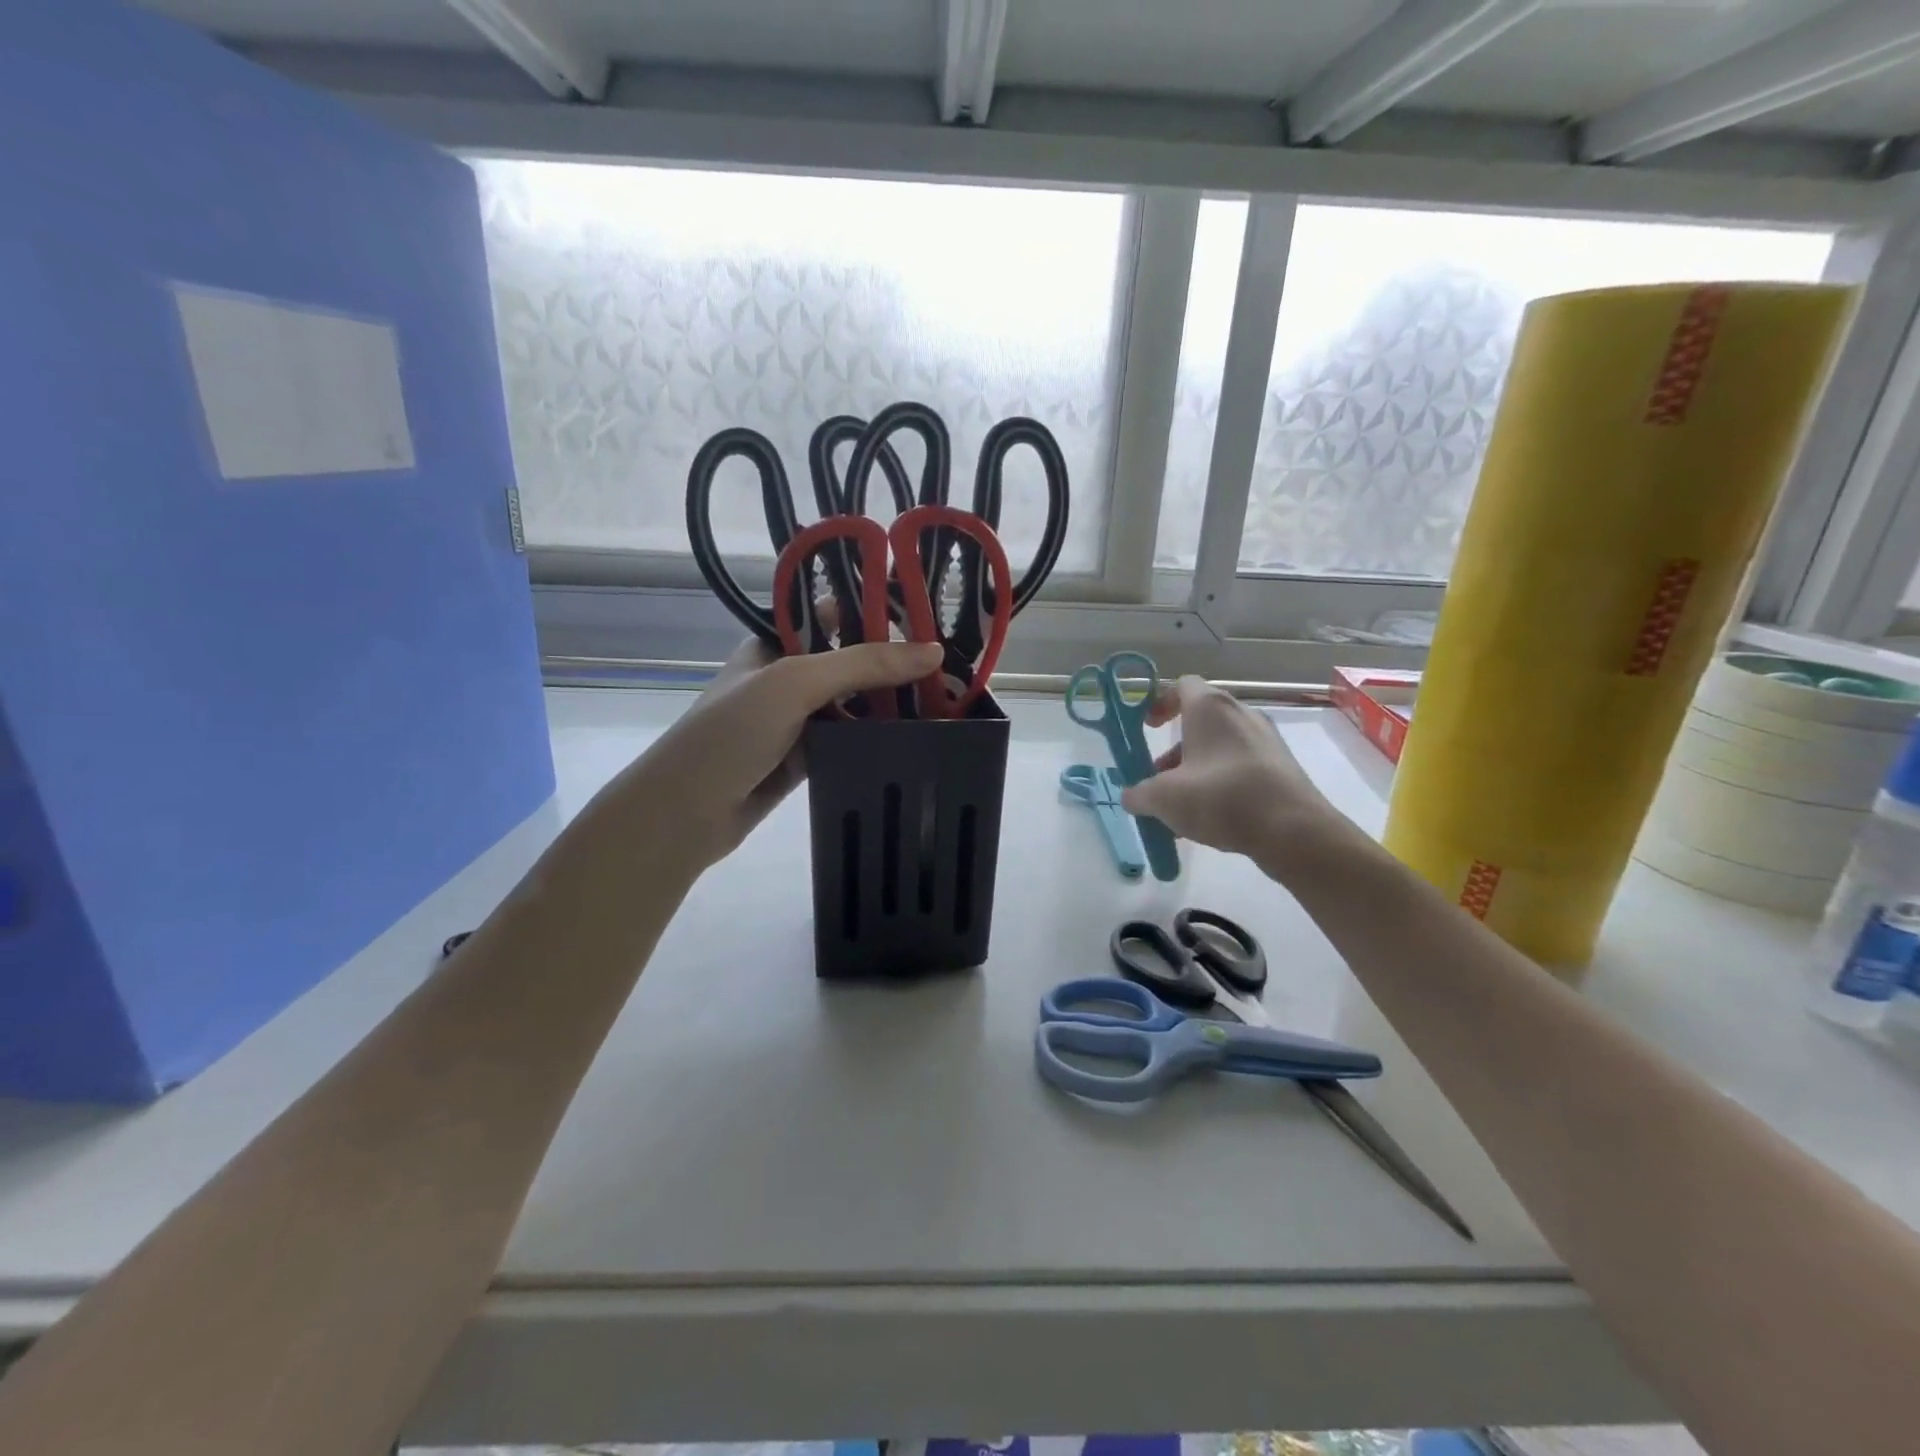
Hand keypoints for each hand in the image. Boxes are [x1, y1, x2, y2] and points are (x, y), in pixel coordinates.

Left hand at [635, 634, 943, 869]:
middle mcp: (787, 678)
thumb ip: (862, 664)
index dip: (876, 614)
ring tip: (948, 700)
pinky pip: (849, 741)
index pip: (833, 616)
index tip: (929, 620)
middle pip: (850, 662)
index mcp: (775, 645)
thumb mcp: (795, 683)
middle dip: (894, 663)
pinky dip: (877, 740)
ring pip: (853, 705)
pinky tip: (917, 737)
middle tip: (950, 666)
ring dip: (891, 704)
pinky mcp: (805, 759)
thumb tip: (933, 651)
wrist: (684, 813)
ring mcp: (796, 721)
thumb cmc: (731, 733)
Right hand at [1120, 675, 1344, 869]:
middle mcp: (1241, 714)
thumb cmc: (1221, 798)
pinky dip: (1222, 783)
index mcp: (1210, 708)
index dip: (1160, 703)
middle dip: (1175, 749)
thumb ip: (1139, 794)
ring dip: (1196, 769)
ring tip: (1183, 808)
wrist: (1293, 830)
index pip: (1182, 685)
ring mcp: (1266, 739)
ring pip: (1220, 747)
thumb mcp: (1164, 798)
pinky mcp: (1282, 766)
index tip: (1148, 728)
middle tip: (1160, 778)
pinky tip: (1213, 818)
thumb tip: (1131, 796)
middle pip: (1200, 720)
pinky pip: (1241, 766)